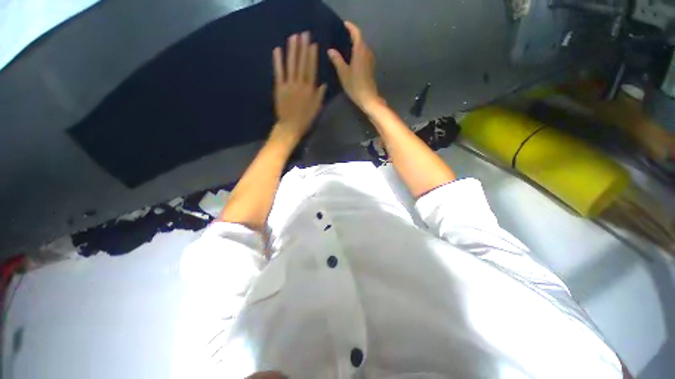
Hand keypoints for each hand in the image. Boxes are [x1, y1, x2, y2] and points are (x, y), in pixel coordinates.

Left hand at [272, 32, 326, 143]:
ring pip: (290, 65)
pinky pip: (278, 72)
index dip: (312, 56)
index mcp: (309, 89)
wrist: (290, 127)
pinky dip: (278, 61)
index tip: (313, 43)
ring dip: (292, 50)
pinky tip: (277, 50)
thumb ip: (320, 96)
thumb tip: (323, 83)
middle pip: (301, 63)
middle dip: (302, 48)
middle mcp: (299, 84)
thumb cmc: (305, 119)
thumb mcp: (316, 109)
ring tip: (293, 37)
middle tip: (303, 33)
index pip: (311, 69)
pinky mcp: (279, 87)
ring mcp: (288, 85)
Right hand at [328, 21, 380, 110]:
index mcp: (360, 51)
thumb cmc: (355, 85)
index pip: (356, 33)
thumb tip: (331, 50)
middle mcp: (367, 52)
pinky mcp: (371, 67)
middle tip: (341, 36)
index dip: (351, 27)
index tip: (344, 24)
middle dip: (352, 36)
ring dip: (355, 45)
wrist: (368, 98)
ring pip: (362, 48)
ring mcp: (370, 60)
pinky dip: (358, 53)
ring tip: (345, 47)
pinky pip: (364, 55)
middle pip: (360, 39)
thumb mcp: (343, 73)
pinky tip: (351, 58)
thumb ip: (337, 60)